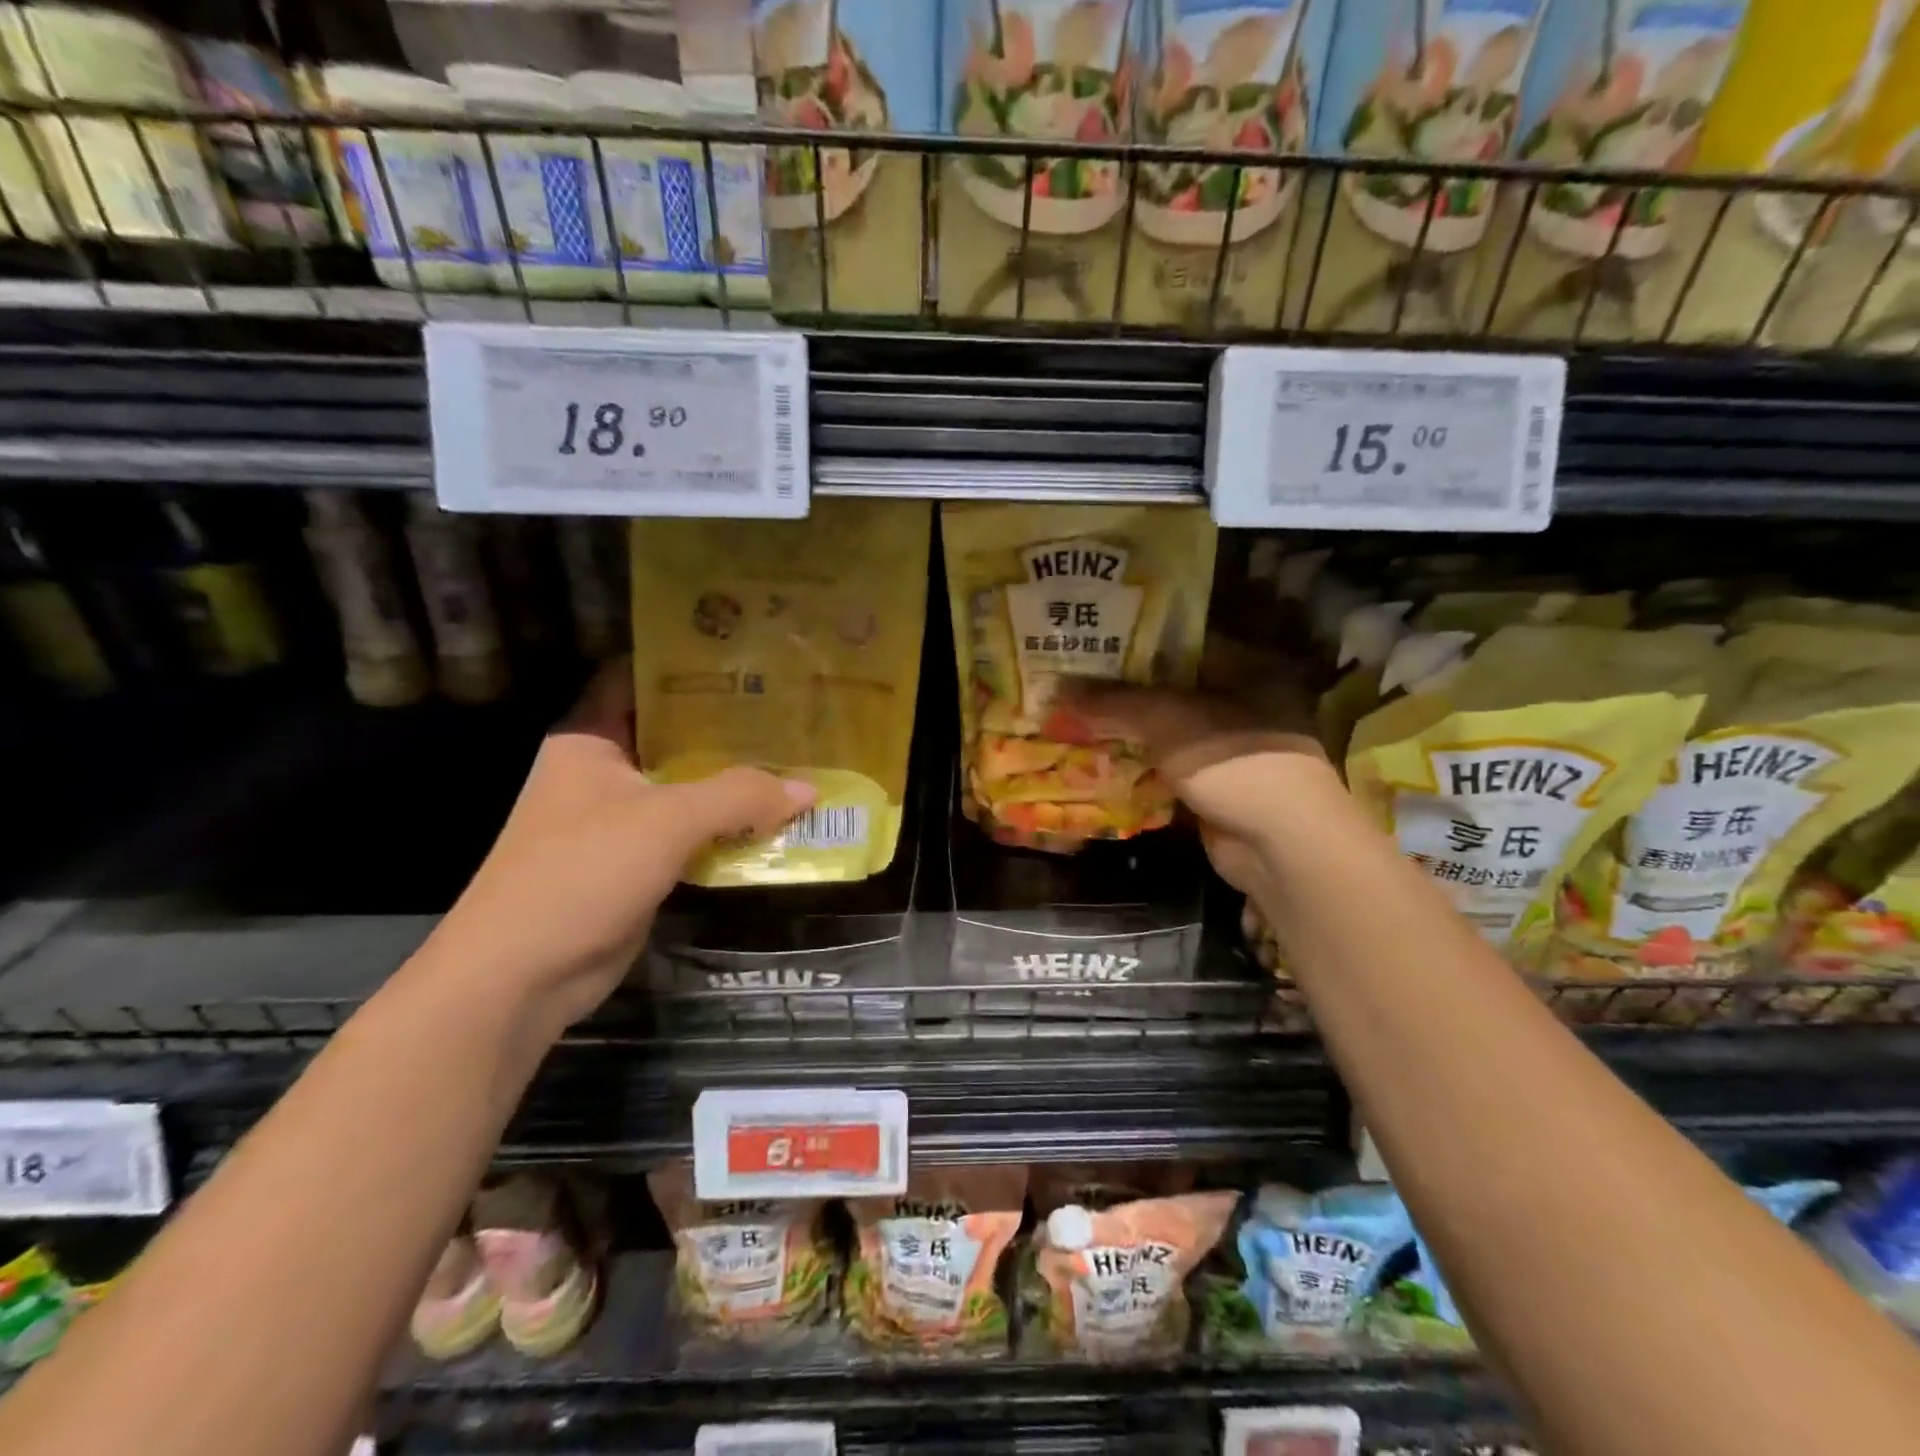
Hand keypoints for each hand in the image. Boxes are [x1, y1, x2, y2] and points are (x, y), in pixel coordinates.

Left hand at [429, 662, 814, 1026]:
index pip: (637, 677)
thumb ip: (740, 796)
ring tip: (797, 759)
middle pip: (673, 734)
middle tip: (791, 712)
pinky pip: (692, 832)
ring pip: (688, 787)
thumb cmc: (582, 871)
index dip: (687, 663)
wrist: (521, 976)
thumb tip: (809, 789)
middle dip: (728, 726)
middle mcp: (604, 771)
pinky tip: (776, 820)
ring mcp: (620, 819)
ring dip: (736, 782)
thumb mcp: (667, 820)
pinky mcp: (637, 862)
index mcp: (591, 739)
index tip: (745, 658)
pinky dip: (729, 827)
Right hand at [1057, 642, 1333, 893]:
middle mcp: (1238, 701)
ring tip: (1071, 720)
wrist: (1278, 844)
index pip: (1177, 644)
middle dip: (1119, 692)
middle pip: (1166, 689)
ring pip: (1163, 732)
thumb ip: (1113, 702)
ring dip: (1123, 732)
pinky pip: (1164, 768)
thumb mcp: (1166, 719)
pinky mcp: (1213, 786)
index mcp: (1242, 668)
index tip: (1086, 644)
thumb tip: (1056, 690)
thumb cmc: (1232, 760)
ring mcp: (1227, 748)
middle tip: (1069, 684)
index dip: (1131, 644)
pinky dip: (1135, 767)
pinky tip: (1095, 762)